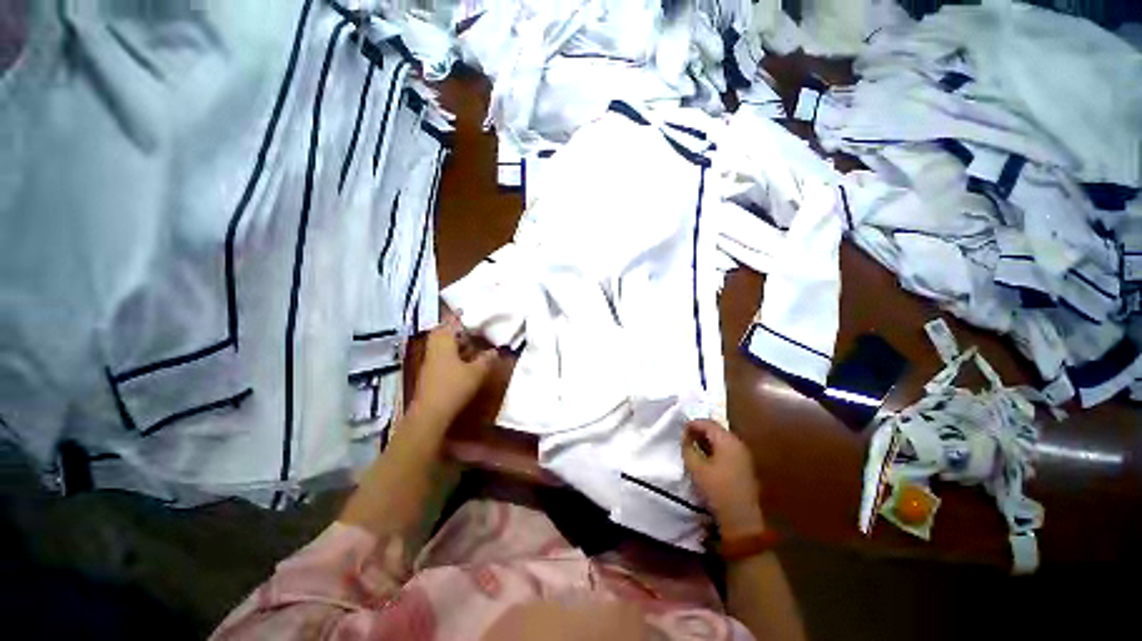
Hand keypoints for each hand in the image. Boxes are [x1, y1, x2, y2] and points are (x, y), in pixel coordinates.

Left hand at [410, 316, 499, 424]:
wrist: (430, 414)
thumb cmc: (453, 387)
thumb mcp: (476, 373)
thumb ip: (486, 360)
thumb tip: (495, 351)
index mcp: (443, 344)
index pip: (449, 324)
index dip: (456, 316)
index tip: (464, 309)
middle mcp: (434, 350)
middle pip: (441, 334)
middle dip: (453, 329)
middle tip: (467, 327)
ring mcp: (430, 363)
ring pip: (441, 346)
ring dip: (453, 342)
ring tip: (469, 342)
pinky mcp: (430, 375)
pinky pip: (441, 357)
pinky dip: (452, 354)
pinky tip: (463, 360)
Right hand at [682, 420, 765, 536]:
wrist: (741, 519)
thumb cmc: (717, 490)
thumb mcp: (696, 468)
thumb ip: (688, 448)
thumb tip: (685, 436)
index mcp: (727, 441)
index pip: (707, 423)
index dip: (692, 424)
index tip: (681, 430)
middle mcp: (738, 443)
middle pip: (716, 429)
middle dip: (700, 431)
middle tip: (686, 438)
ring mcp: (743, 454)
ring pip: (722, 439)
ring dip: (707, 440)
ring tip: (693, 447)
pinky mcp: (745, 464)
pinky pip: (727, 448)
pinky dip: (715, 448)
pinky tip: (706, 457)